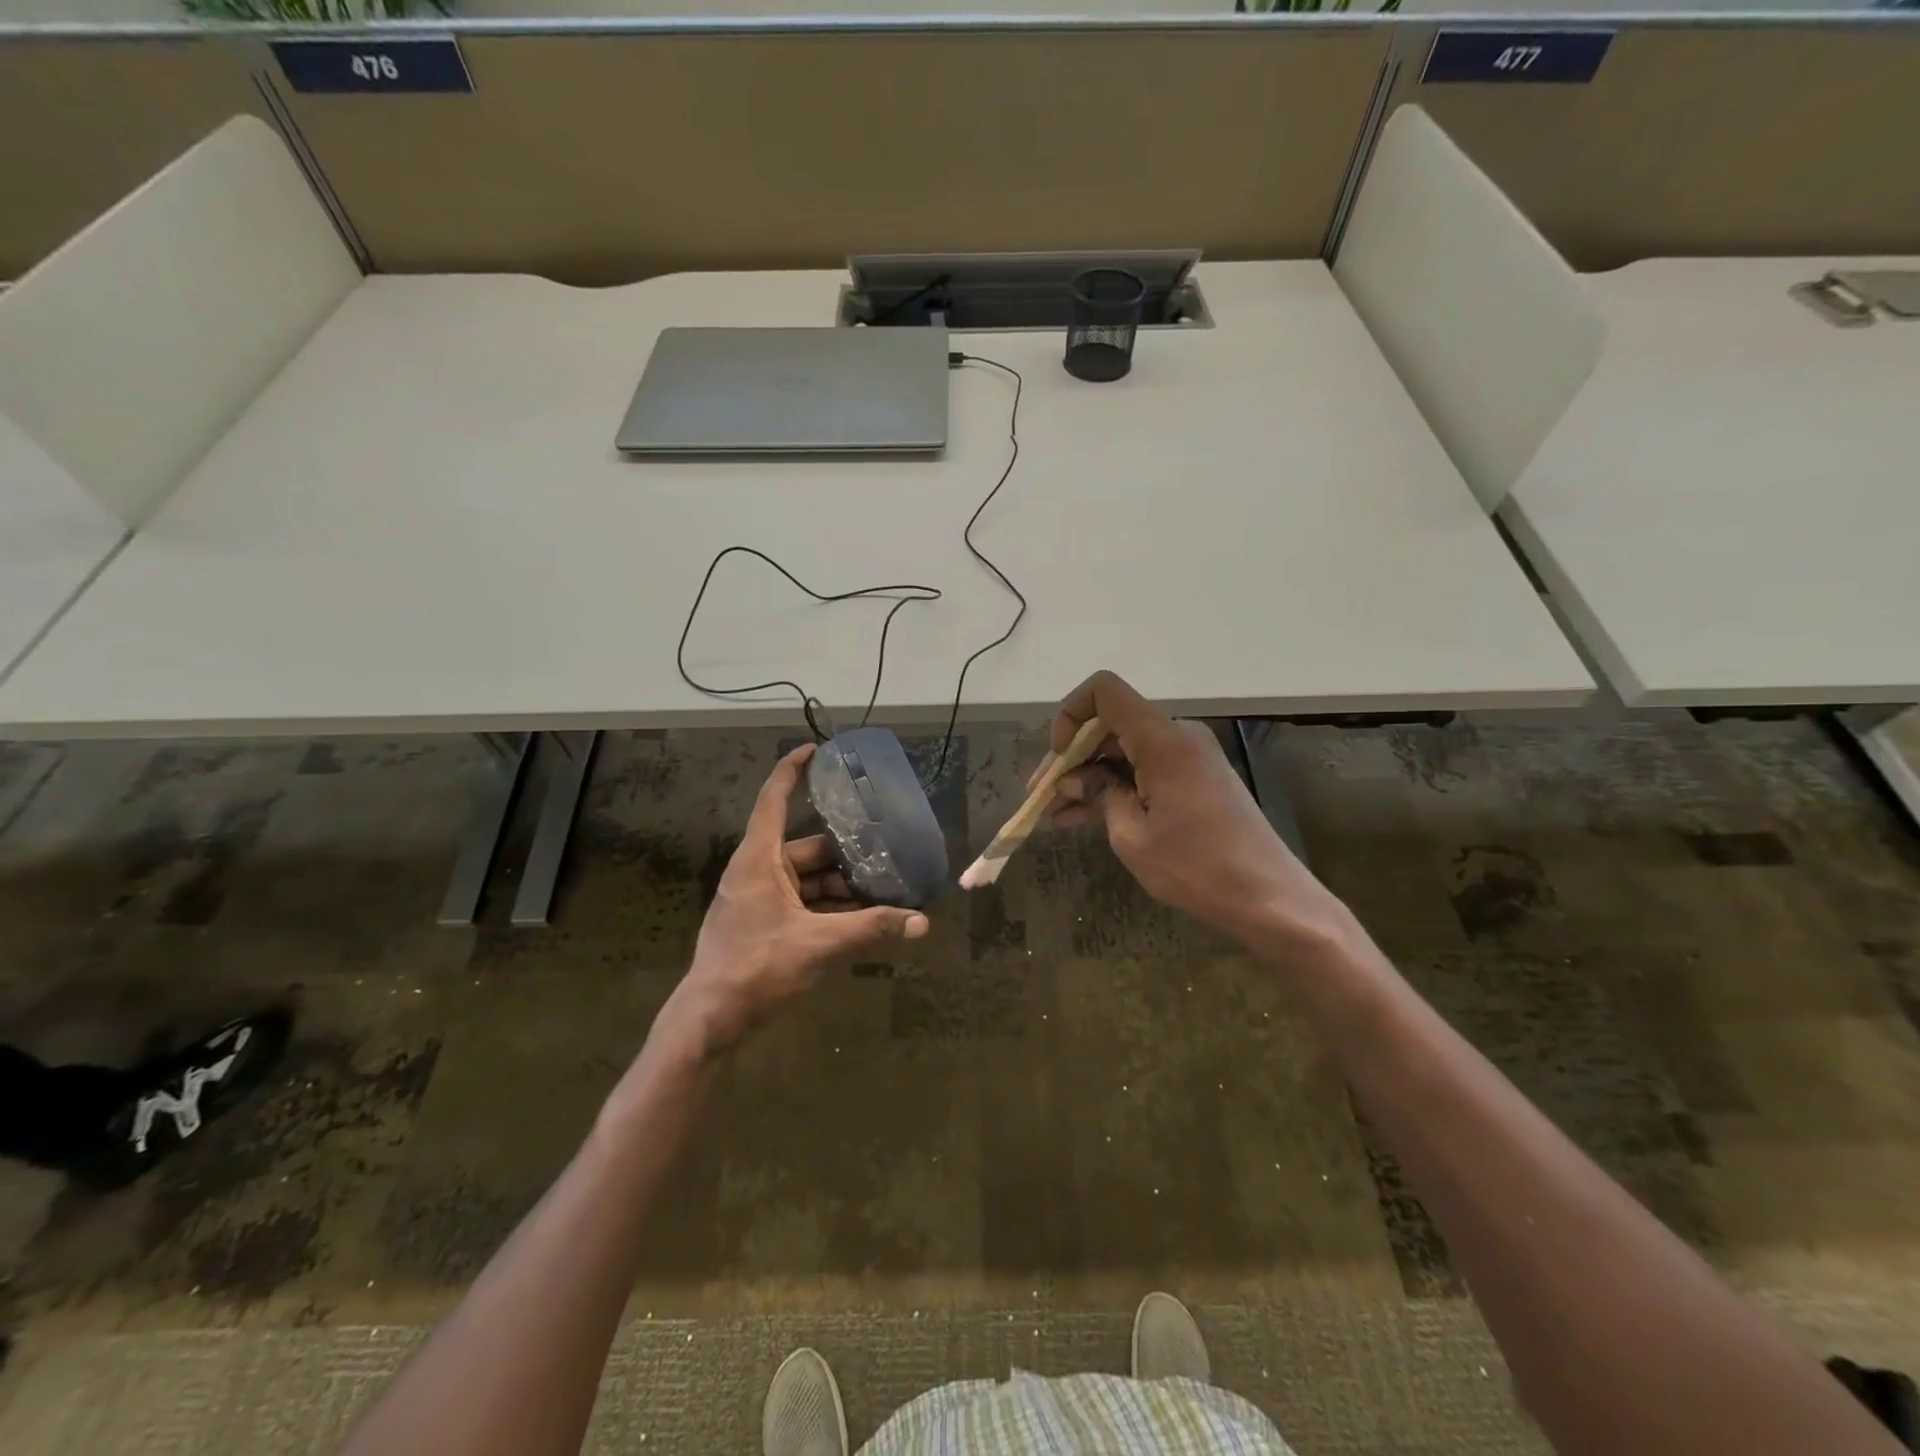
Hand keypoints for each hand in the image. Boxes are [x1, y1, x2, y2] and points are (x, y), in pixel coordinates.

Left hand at [657, 744, 929, 1054]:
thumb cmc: (757, 968)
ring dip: (840, 886)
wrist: (710, 1019)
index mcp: (759, 860)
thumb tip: (921, 922)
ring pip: (806, 879)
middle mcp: (756, 871)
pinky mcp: (761, 923)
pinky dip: (827, 907)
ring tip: (881, 892)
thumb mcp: (820, 944)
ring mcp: (756, 898)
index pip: (773, 799)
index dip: (792, 770)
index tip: (816, 749)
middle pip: (806, 848)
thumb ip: (872, 929)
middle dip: (845, 854)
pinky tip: (859, 920)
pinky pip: (800, 902)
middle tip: (885, 853)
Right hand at [1044, 671, 1356, 952]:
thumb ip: (1099, 795)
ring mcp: (1189, 758)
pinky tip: (1082, 818)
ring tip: (1054, 813)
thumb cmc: (1196, 867)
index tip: (1060, 758)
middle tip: (1042, 794)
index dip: (1070, 715)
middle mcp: (1177, 736)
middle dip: (1072, 757)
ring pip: (1124, 752)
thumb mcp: (1131, 835)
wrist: (1268, 897)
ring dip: (1089, 778)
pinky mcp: (1195, 780)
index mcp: (1162, 740)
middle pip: (1110, 726)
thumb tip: (1075, 780)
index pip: (1104, 692)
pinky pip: (1144, 771)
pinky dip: (1115, 788)